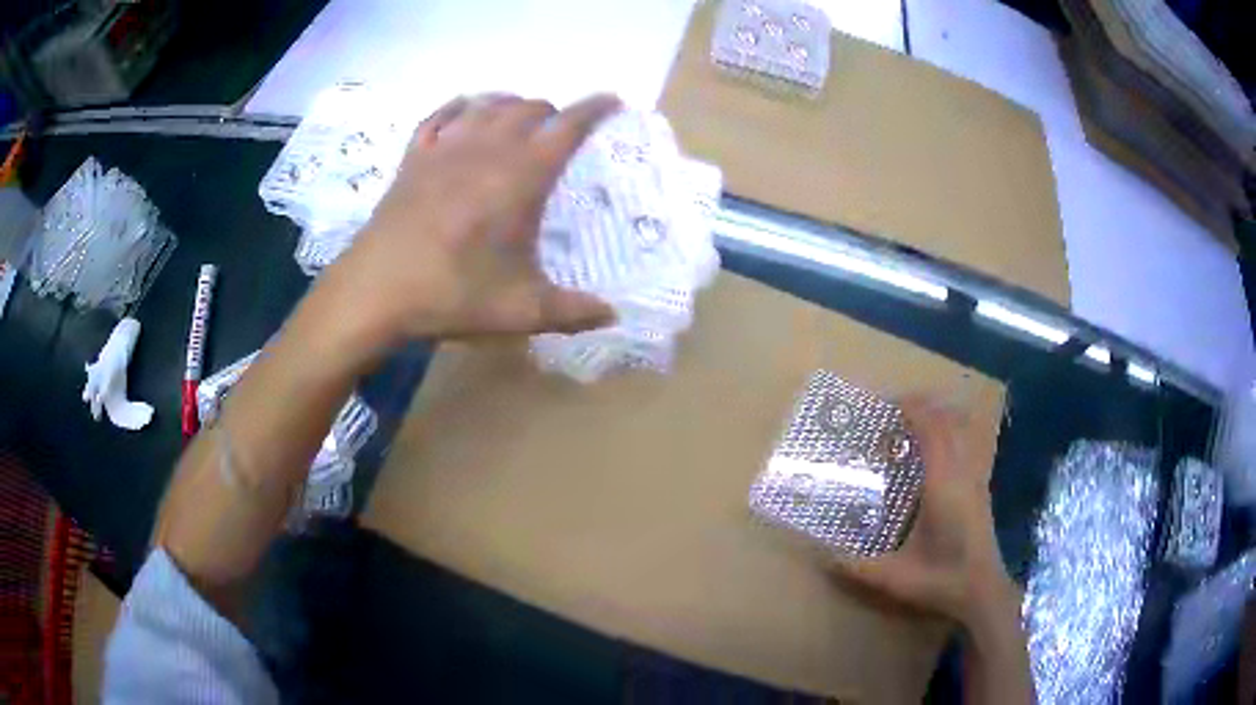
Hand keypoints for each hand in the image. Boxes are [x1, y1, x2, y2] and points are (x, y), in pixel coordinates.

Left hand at [322, 93, 621, 348]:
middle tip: (560, 130)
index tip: (612, 99)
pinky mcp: (414, 158)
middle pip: (528, 109)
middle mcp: (486, 149)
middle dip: (552, 112)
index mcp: (521, 177)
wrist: (375, 290)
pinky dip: (460, 107)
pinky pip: (440, 115)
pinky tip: (465, 110)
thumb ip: (573, 312)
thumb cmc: (452, 295)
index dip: (594, 109)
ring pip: (488, 105)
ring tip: (520, 118)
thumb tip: (614, 315)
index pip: (567, 127)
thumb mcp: (521, 311)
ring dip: (512, 105)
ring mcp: (445, 149)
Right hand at [831, 396, 1017, 626]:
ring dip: (938, 418)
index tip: (886, 406)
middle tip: (893, 413)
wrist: (983, 591)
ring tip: (912, 426)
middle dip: (922, 407)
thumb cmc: (941, 580)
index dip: (912, 409)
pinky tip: (932, 455)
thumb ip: (855, 566)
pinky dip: (949, 435)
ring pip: (962, 429)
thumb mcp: (894, 578)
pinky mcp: (981, 488)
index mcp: (944, 484)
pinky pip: (966, 444)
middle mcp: (963, 472)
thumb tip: (819, 554)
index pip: (933, 428)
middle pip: (948, 420)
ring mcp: (976, 478)